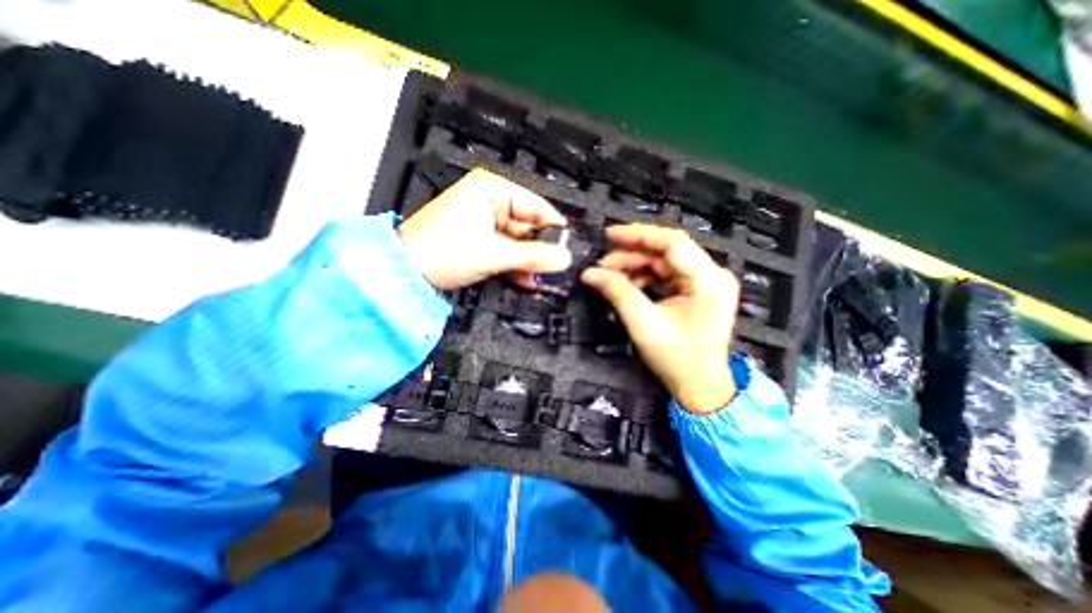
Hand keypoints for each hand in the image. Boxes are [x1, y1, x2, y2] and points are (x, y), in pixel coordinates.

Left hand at [400, 167, 571, 292]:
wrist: (403, 272)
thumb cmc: (442, 251)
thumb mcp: (494, 254)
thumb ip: (533, 256)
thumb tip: (565, 258)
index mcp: (491, 190)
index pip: (536, 206)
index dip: (554, 229)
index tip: (568, 250)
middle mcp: (488, 200)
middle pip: (528, 226)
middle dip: (540, 250)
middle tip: (555, 270)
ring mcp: (482, 221)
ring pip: (517, 241)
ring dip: (527, 262)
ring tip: (540, 279)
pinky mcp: (477, 238)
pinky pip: (504, 249)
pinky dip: (514, 264)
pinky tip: (525, 279)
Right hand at [580, 224, 742, 414]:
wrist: (701, 388)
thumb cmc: (677, 359)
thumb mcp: (644, 324)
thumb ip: (618, 293)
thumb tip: (589, 273)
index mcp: (709, 280)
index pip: (672, 242)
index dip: (639, 235)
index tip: (610, 235)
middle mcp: (713, 275)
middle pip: (667, 251)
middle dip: (632, 255)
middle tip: (603, 264)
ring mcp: (708, 283)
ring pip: (665, 262)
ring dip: (637, 267)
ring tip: (611, 276)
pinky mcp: (699, 291)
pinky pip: (668, 275)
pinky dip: (646, 278)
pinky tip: (628, 285)